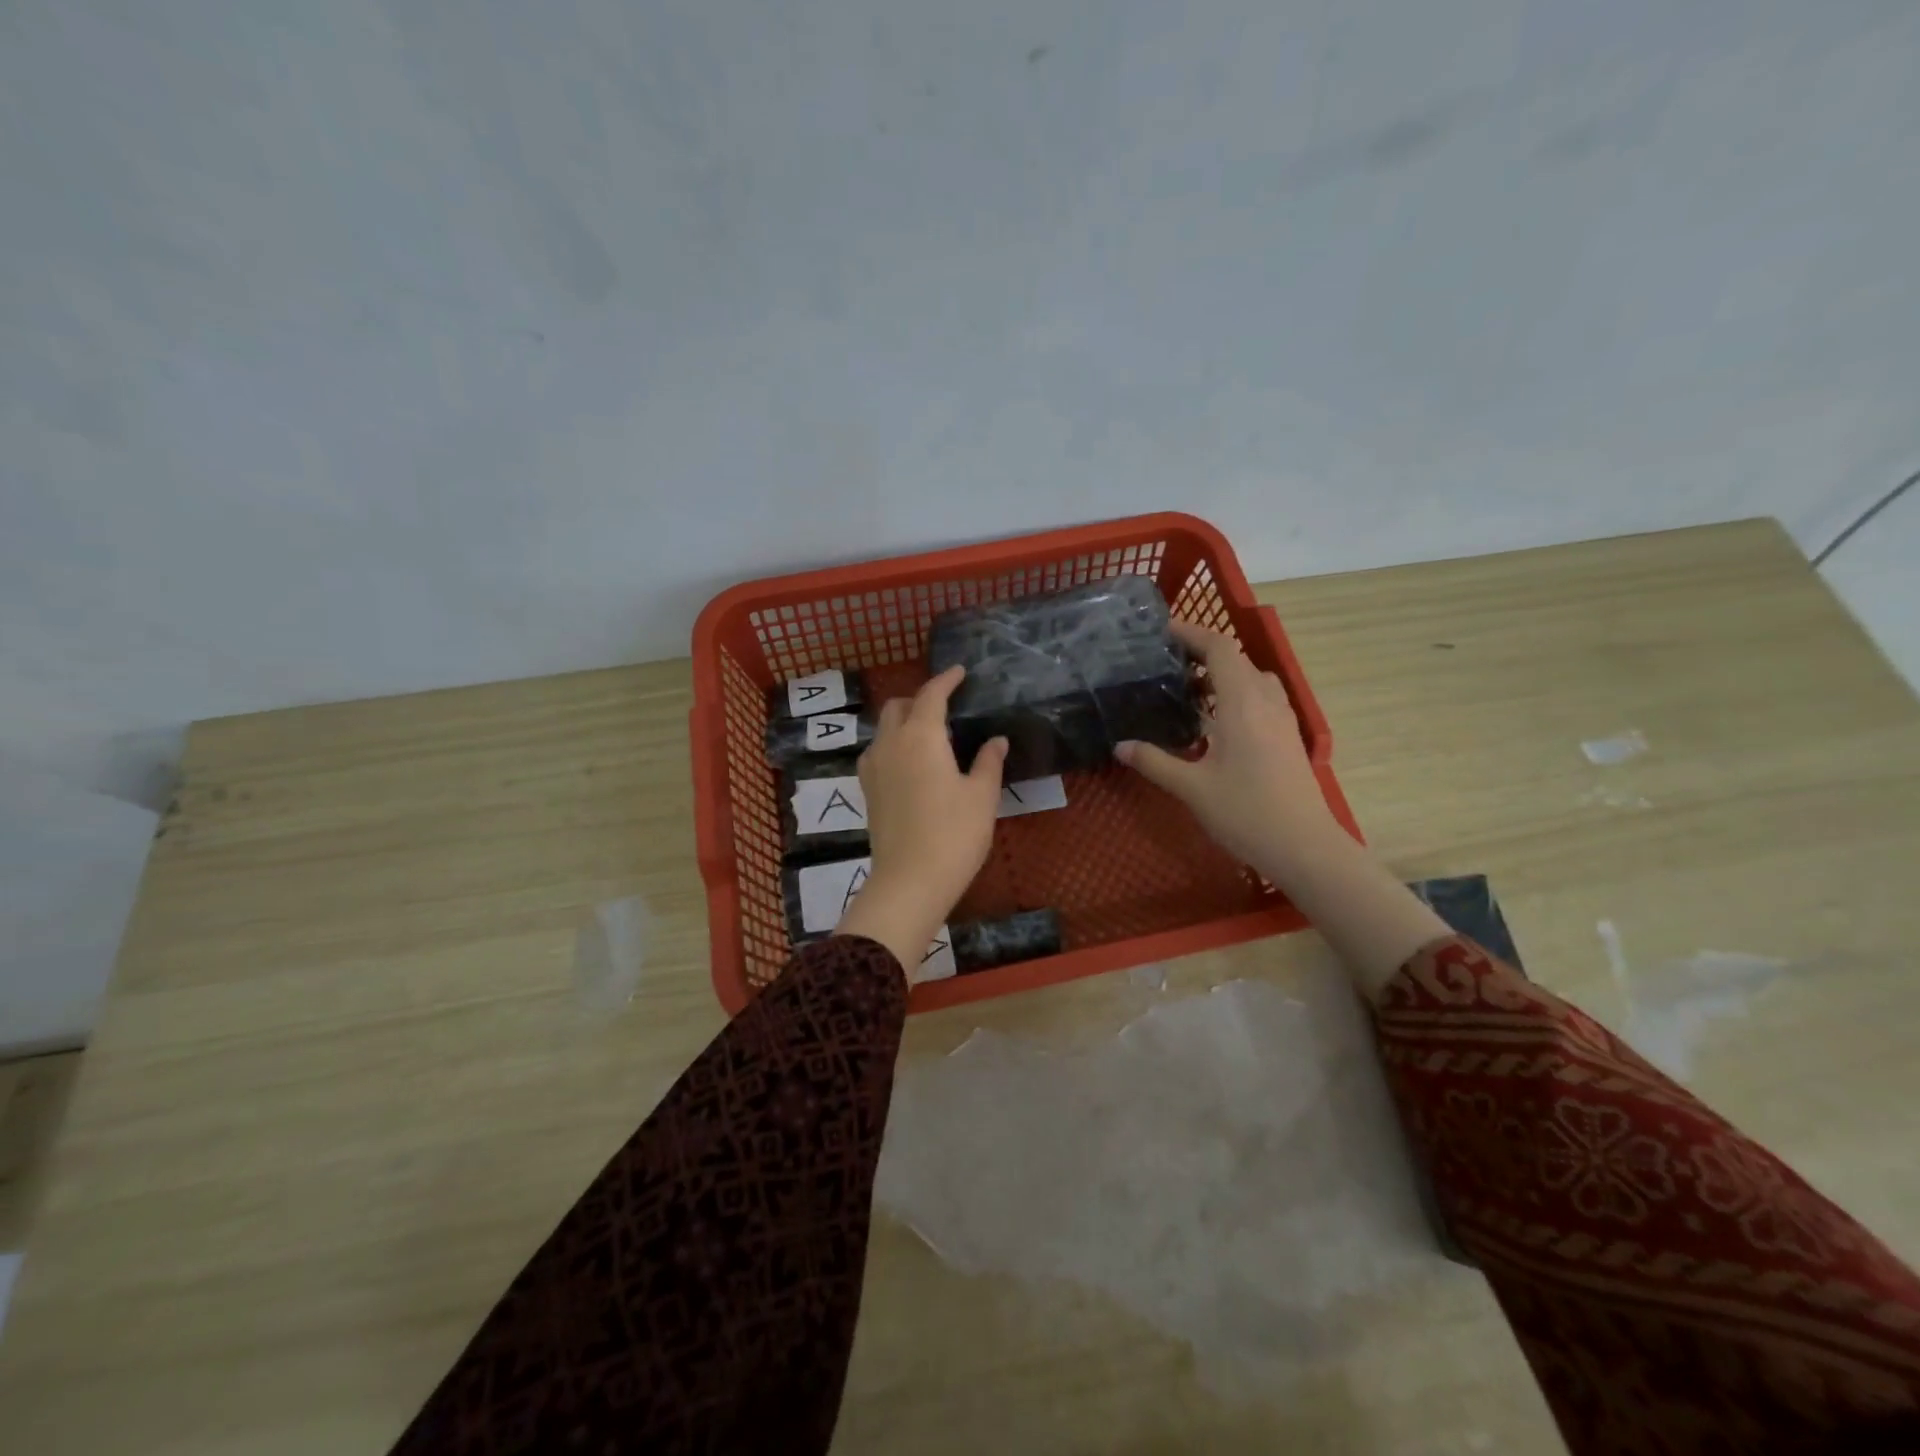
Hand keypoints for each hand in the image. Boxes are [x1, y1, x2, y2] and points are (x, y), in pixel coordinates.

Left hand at [835, 666, 1008, 974]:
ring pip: (883, 729)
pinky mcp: (867, 791)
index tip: (959, 672)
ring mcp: (873, 767)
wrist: (909, 881)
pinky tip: (911, 763)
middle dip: (920, 699)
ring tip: (929, 735)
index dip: (946, 680)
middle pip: (898, 706)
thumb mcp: (982, 796)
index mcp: (921, 736)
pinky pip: (878, 752)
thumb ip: (989, 762)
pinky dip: (893, 744)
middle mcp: (890, 743)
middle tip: (945, 706)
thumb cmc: (954, 834)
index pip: (931, 695)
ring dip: (903, 721)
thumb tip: (996, 740)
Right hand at [1119, 621, 1447, 999]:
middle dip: (1202, 652)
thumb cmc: (1246, 812)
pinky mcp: (1287, 737)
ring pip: (1252, 678)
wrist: (1304, 847)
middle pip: (1236, 659)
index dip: (1192, 632)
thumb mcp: (1191, 787)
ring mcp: (1282, 719)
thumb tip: (1120, 746)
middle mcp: (1266, 702)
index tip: (1161, 632)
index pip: (1220, 648)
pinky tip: (1213, 721)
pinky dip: (1235, 693)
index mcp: (1242, 703)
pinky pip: (1260, 698)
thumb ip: (1154, 762)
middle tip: (1165, 663)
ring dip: (1221, 673)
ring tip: (1186, 689)